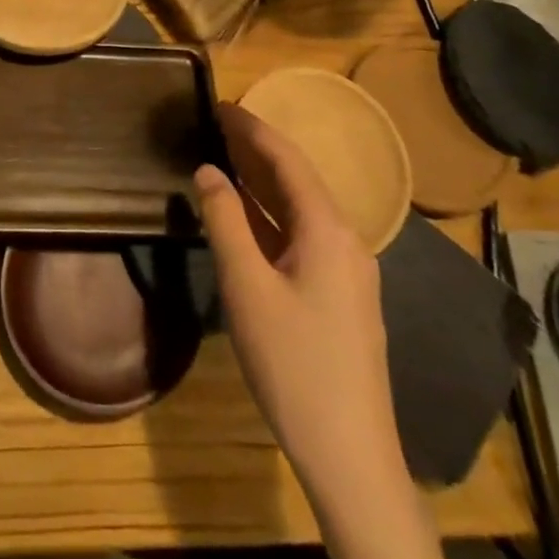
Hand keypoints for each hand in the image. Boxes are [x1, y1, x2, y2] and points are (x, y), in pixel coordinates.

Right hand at [194, 103, 400, 491]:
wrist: (351, 455)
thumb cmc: (294, 364)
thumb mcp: (247, 288)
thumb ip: (225, 222)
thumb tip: (208, 170)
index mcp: (327, 229)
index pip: (286, 159)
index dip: (251, 128)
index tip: (219, 104)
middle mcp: (345, 239)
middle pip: (296, 179)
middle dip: (256, 149)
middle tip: (215, 124)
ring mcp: (348, 270)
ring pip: (300, 209)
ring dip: (263, 182)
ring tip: (224, 157)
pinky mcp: (342, 296)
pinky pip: (303, 236)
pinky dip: (272, 216)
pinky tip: (248, 217)